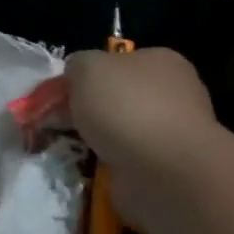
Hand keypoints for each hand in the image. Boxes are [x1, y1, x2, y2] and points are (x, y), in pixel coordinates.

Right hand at [65, 48, 215, 223]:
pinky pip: (127, 162)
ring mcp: (173, 133)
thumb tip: (75, 77)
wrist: (164, 172)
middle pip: (118, 97)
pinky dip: (108, 166)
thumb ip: (77, 65)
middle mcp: (174, 93)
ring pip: (121, 132)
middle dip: (90, 111)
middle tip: (59, 124)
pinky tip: (92, 170)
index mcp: (162, 61)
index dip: (88, 75)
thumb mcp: (87, 67)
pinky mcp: (168, 168)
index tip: (63, 94)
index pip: (119, 61)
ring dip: (97, 141)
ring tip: (71, 149)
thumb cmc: (127, 107)